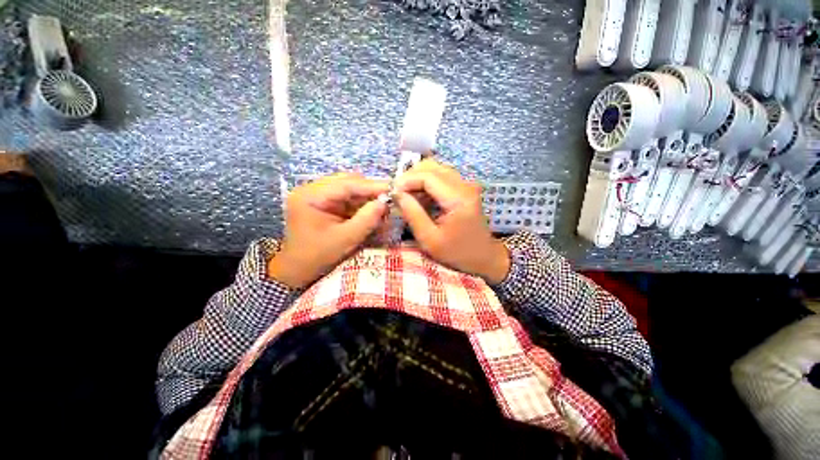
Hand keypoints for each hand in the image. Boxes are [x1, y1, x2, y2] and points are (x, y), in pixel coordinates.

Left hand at [268, 173, 389, 287]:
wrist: (298, 270)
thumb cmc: (318, 257)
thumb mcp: (345, 239)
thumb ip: (366, 219)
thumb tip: (385, 202)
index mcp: (310, 196)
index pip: (346, 184)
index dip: (372, 186)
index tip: (393, 189)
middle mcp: (311, 190)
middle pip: (347, 182)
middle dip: (369, 191)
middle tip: (387, 201)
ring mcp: (317, 195)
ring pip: (349, 189)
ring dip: (366, 198)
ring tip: (381, 209)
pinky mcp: (324, 202)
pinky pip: (346, 198)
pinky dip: (360, 205)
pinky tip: (371, 213)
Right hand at [394, 160, 510, 284]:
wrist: (483, 257)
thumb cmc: (457, 253)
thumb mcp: (429, 239)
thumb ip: (413, 214)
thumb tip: (397, 193)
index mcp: (458, 198)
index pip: (428, 176)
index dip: (406, 180)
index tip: (392, 192)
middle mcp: (465, 185)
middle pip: (432, 167)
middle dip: (410, 177)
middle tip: (397, 193)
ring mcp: (466, 185)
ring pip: (436, 169)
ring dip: (417, 178)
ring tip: (405, 195)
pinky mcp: (464, 188)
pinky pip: (441, 177)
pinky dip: (426, 183)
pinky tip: (418, 196)